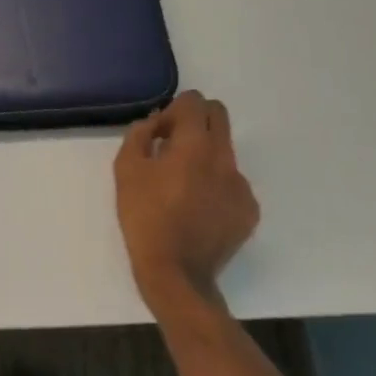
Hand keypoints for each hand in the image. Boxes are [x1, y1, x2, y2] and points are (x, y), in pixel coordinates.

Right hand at [115, 90, 260, 312]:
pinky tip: (198, 208)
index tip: (159, 135)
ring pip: (225, 150)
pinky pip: (233, 182)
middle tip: (173, 146)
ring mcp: (242, 185)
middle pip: (217, 115)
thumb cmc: (145, 217)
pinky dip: (216, 184)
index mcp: (195, 144)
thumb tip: (155, 124)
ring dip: (205, 154)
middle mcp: (225, 158)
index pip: (194, 101)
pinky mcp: (249, 210)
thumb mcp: (126, 169)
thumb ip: (139, 134)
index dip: (172, 110)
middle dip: (195, 120)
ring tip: (183, 184)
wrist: (176, 274)